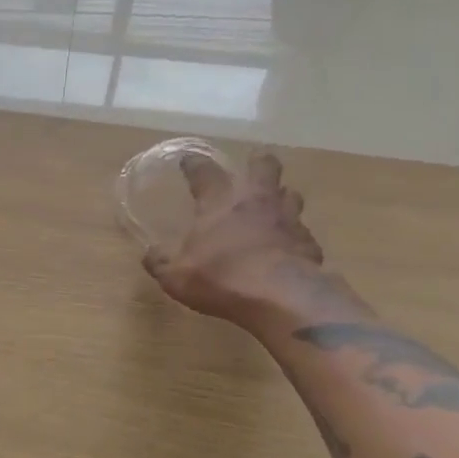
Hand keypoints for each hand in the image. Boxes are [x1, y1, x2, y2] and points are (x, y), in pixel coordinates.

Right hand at [142, 148, 323, 318]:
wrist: (281, 296)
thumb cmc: (222, 278)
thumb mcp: (176, 277)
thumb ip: (161, 263)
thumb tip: (149, 254)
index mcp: (219, 203)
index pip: (204, 172)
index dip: (194, 164)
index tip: (188, 160)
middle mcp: (256, 201)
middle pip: (264, 166)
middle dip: (258, 162)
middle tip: (252, 166)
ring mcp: (288, 219)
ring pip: (290, 194)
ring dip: (281, 197)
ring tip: (273, 206)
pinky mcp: (309, 242)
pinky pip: (301, 232)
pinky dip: (293, 236)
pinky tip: (287, 248)